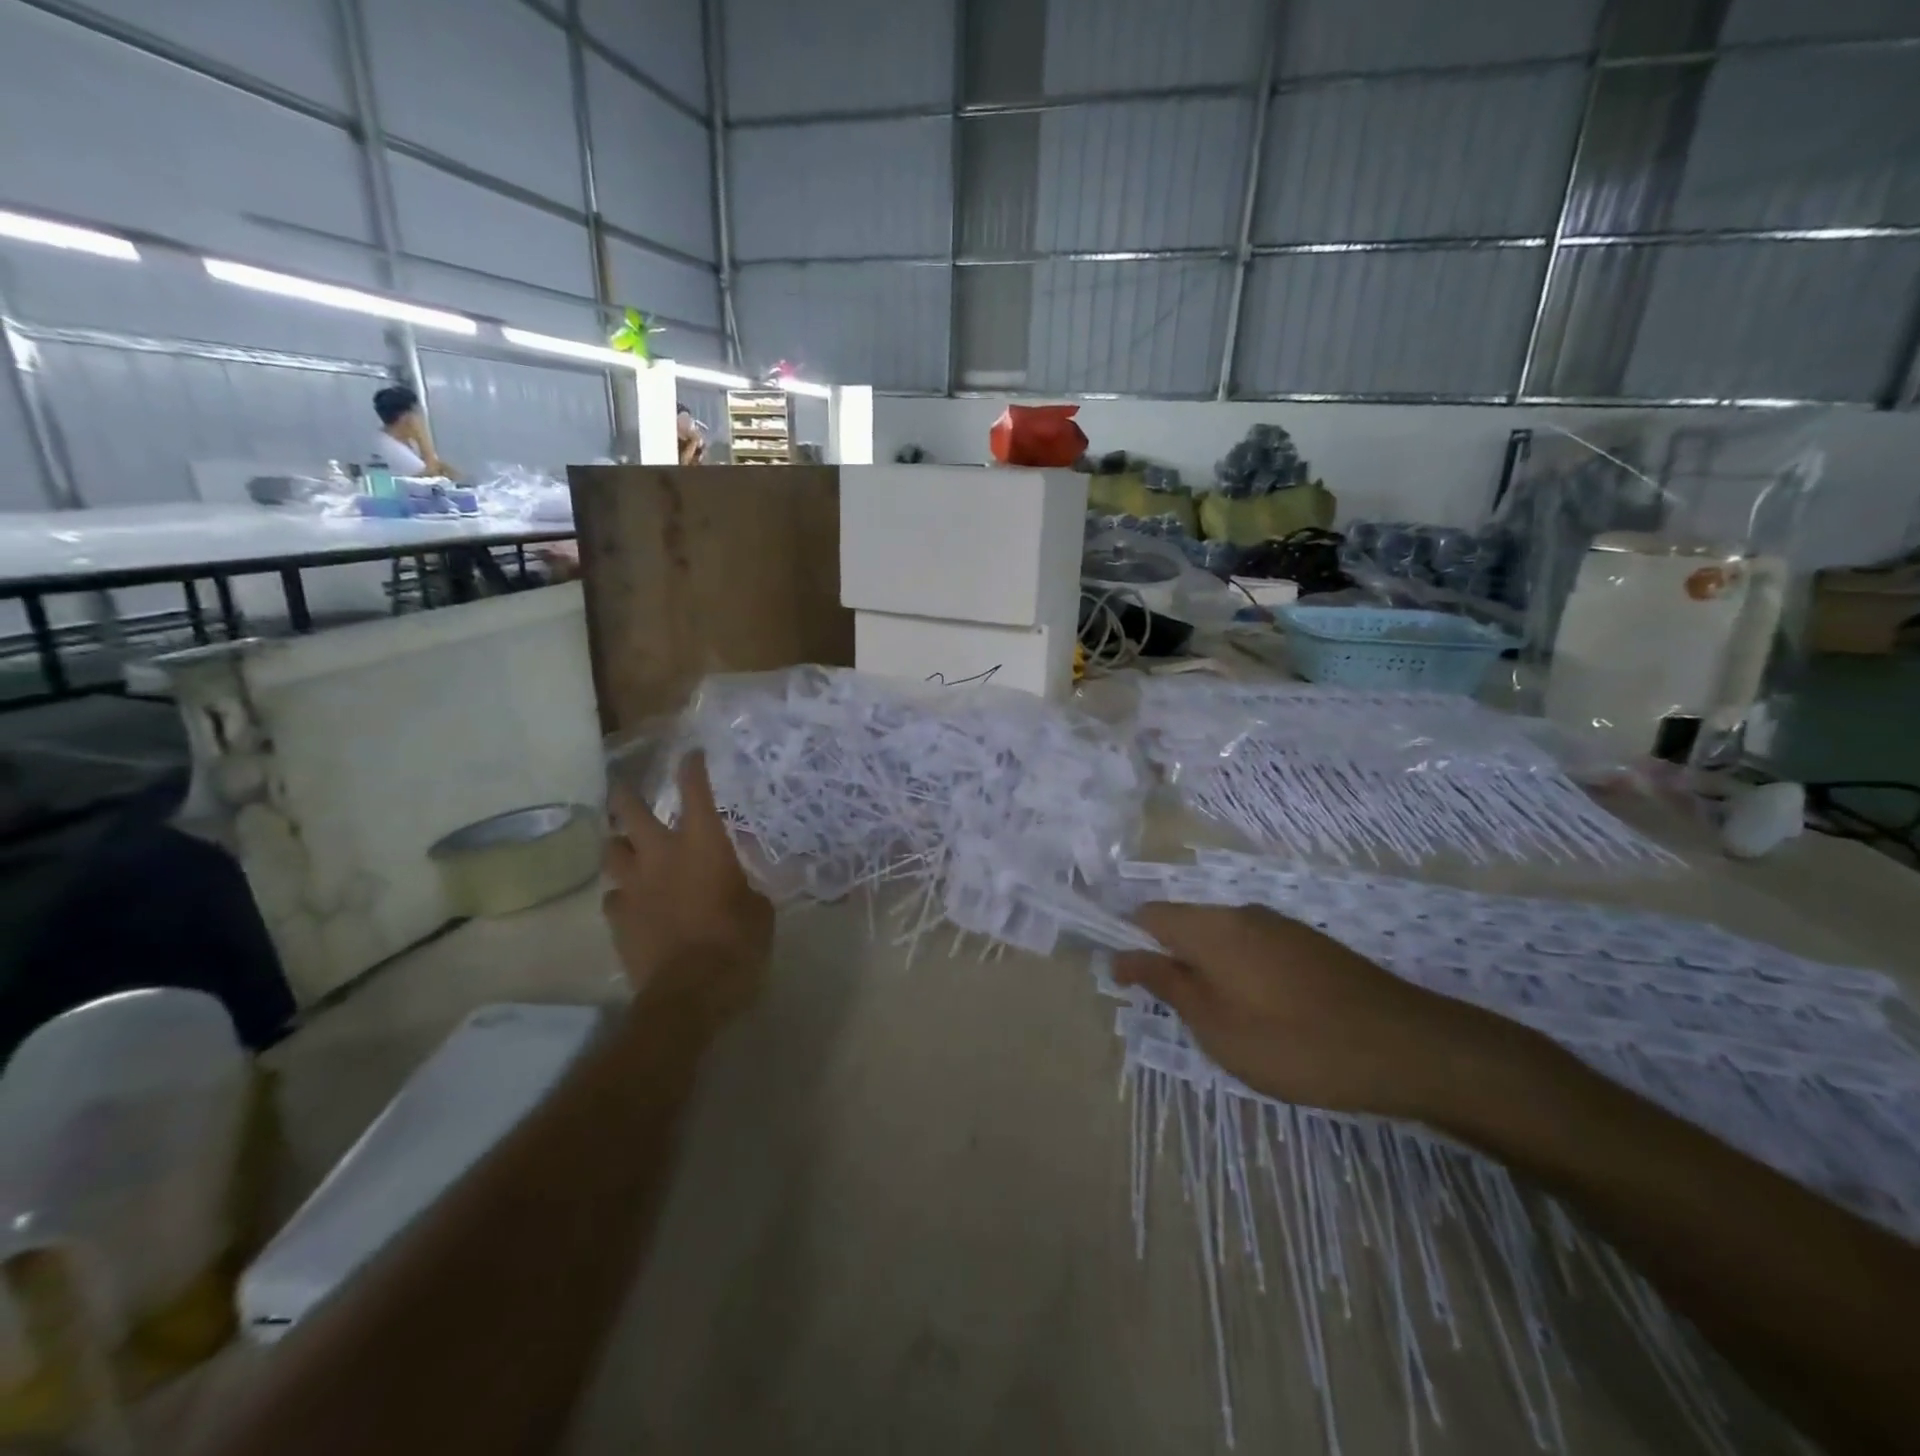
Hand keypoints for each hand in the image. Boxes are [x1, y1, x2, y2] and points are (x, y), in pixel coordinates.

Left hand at [603, 753, 773, 1031]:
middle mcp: (662, 854)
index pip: (696, 792)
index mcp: (704, 844)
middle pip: (629, 810)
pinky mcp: (618, 919)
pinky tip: (631, 902)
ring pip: (611, 850)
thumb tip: (736, 883)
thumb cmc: (737, 943)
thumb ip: (745, 888)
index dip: (692, 768)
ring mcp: (634, 886)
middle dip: (626, 793)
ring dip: (619, 845)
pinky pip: (612, 898)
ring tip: (627, 848)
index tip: (691, 754)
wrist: (690, 992)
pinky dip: (622, 895)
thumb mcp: (759, 910)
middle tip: (626, 786)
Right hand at [1114, 903, 1479, 1118]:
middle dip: (1170, 962)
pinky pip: (1254, 948)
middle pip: (1184, 924)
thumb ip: (1165, 984)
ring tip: (1222, 1023)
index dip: (1128, 944)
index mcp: (1210, 927)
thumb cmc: (1292, 1041)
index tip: (1127, 986)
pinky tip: (1265, 1015)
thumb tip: (1122, 955)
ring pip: (1221, 938)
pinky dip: (1241, 973)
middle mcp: (1240, 913)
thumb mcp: (1214, 1024)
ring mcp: (1279, 926)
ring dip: (1207, 971)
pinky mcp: (1309, 945)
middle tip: (1178, 1017)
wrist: (1405, 1046)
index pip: (1148, 915)